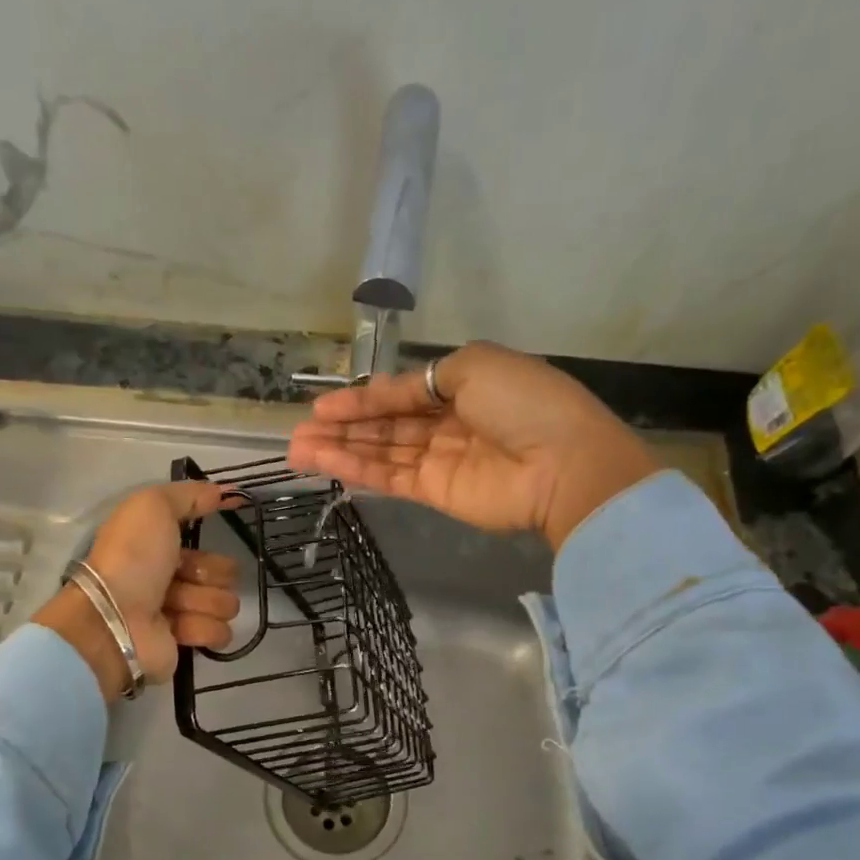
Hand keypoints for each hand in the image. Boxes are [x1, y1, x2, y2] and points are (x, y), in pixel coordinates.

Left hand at [34, 482, 240, 701]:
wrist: (114, 620)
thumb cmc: (131, 559)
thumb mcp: (153, 507)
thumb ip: (189, 495)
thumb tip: (225, 492)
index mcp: (160, 548)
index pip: (206, 541)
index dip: (210, 538)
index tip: (211, 535)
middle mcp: (171, 578)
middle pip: (224, 573)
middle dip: (211, 574)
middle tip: (185, 578)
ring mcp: (180, 613)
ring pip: (225, 603)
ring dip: (205, 602)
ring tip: (176, 606)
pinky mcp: (187, 642)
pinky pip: (219, 632)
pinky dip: (203, 628)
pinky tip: (180, 627)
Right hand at [287, 342, 662, 549]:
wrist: (562, 465)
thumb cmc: (523, 404)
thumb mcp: (476, 366)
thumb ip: (426, 378)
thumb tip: (395, 392)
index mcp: (463, 386)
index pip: (401, 393)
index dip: (363, 398)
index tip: (322, 406)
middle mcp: (448, 423)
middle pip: (386, 425)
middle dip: (343, 426)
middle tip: (298, 432)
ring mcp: (441, 461)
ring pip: (381, 452)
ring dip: (340, 449)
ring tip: (296, 450)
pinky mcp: (435, 493)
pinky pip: (390, 477)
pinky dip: (357, 469)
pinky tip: (324, 463)